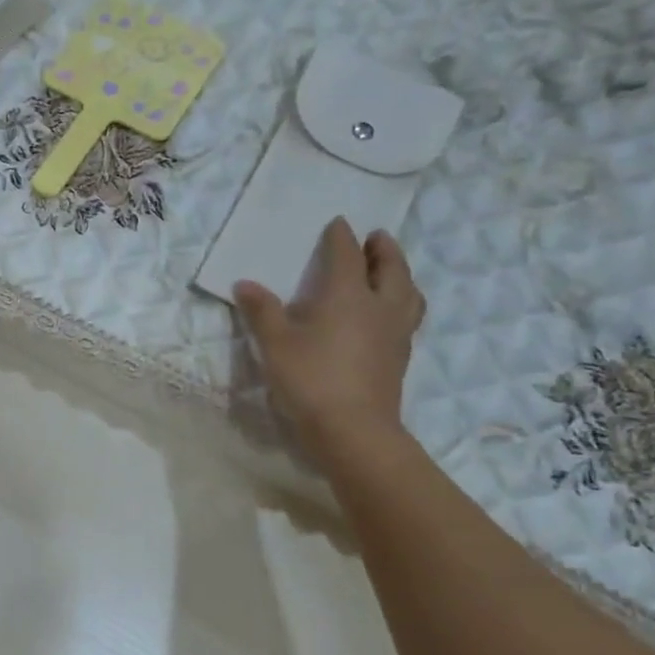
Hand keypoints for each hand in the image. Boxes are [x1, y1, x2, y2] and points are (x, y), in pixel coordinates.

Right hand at [234, 217, 424, 459]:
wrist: (354, 430)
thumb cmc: (311, 379)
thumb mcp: (275, 344)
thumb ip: (262, 311)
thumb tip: (245, 284)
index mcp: (347, 295)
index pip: (347, 255)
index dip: (341, 237)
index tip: (338, 224)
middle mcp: (379, 306)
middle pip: (391, 267)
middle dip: (383, 249)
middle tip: (377, 238)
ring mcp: (395, 332)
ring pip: (409, 292)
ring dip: (401, 275)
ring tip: (391, 272)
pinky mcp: (400, 356)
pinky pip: (408, 317)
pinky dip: (401, 303)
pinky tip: (387, 314)